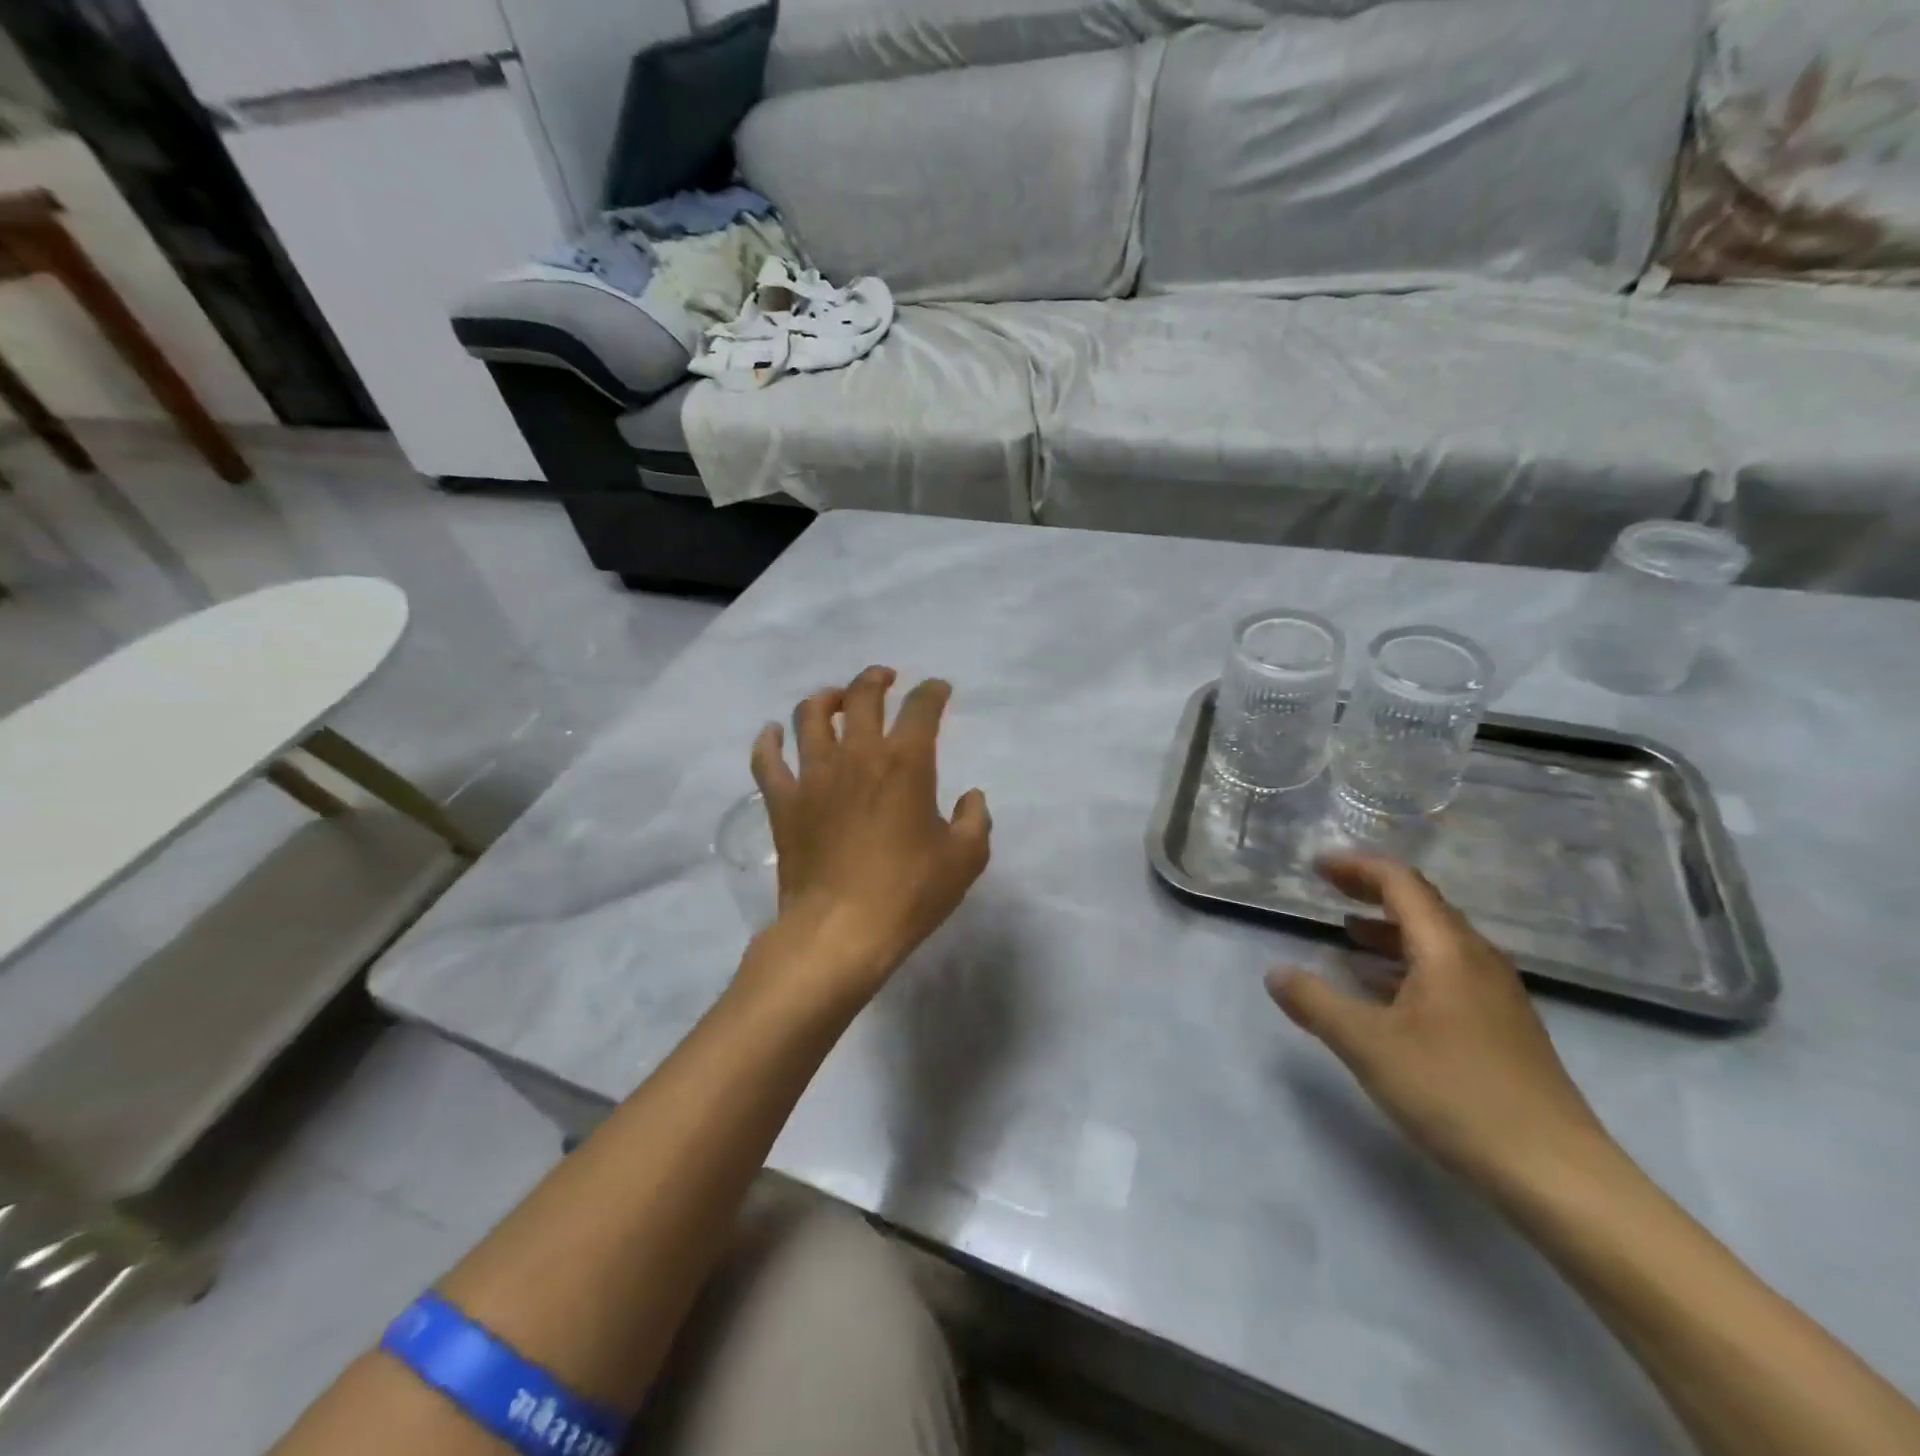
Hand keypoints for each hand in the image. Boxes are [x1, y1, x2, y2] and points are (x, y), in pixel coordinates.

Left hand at [744, 666, 990, 1006]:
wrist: (840, 931)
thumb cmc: (908, 894)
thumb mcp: (964, 860)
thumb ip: (975, 821)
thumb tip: (972, 798)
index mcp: (905, 763)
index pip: (921, 708)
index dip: (933, 691)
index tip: (939, 690)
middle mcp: (857, 755)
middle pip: (861, 696)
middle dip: (876, 679)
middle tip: (884, 679)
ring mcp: (813, 776)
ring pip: (810, 716)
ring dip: (825, 698)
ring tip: (834, 699)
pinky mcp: (783, 803)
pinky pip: (767, 760)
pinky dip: (769, 741)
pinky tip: (773, 734)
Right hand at [1268, 855, 1611, 1194]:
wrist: (1558, 1176)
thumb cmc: (1457, 1094)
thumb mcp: (1368, 1045)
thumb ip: (1315, 1003)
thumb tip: (1276, 972)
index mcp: (1449, 950)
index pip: (1401, 883)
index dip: (1356, 867)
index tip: (1316, 865)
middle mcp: (1477, 961)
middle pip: (1422, 906)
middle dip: (1370, 892)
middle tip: (1327, 890)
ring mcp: (1495, 996)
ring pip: (1435, 943)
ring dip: (1388, 931)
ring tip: (1345, 936)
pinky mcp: (1501, 1028)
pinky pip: (1446, 974)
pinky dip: (1406, 966)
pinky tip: (1383, 993)